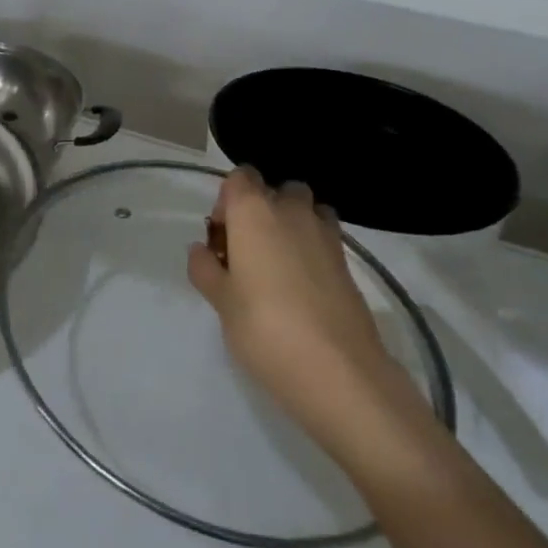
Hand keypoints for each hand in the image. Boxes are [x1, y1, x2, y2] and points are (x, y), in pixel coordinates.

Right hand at [188, 167, 420, 459]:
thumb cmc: (264, 328)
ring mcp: (325, 234)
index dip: (228, 201)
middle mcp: (291, 211)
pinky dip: (312, 247)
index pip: (240, 177)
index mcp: (254, 211)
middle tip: (248, 252)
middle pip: (276, 190)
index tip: (222, 238)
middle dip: (262, 210)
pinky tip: (302, 285)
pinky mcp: (347, 261)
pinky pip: (325, 236)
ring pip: (306, 209)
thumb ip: (206, 269)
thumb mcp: (221, 301)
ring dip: (292, 224)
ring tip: (278, 266)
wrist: (337, 370)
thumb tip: (200, 250)